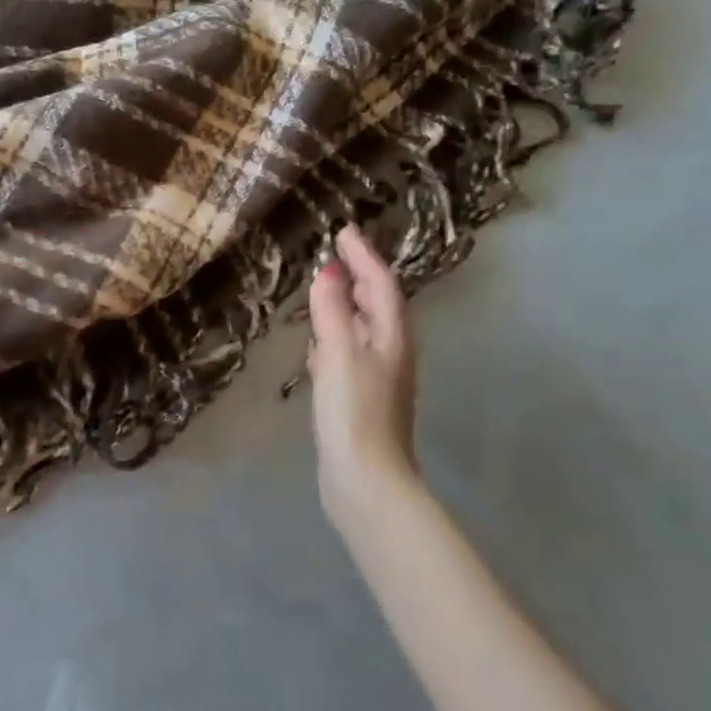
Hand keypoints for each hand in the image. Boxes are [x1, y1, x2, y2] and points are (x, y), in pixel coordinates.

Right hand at [306, 224, 419, 521]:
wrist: (366, 480)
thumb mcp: (339, 354)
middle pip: (379, 303)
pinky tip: (318, 342)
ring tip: (327, 286)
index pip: (381, 283)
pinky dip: (337, 335)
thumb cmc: (354, 411)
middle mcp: (391, 351)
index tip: (344, 230)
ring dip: (348, 304)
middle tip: (336, 252)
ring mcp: (378, 376)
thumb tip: (328, 272)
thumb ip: (332, 311)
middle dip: (360, 275)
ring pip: (365, 327)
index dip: (363, 256)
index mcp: (392, 336)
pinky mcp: (362, 397)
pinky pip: (351, 351)